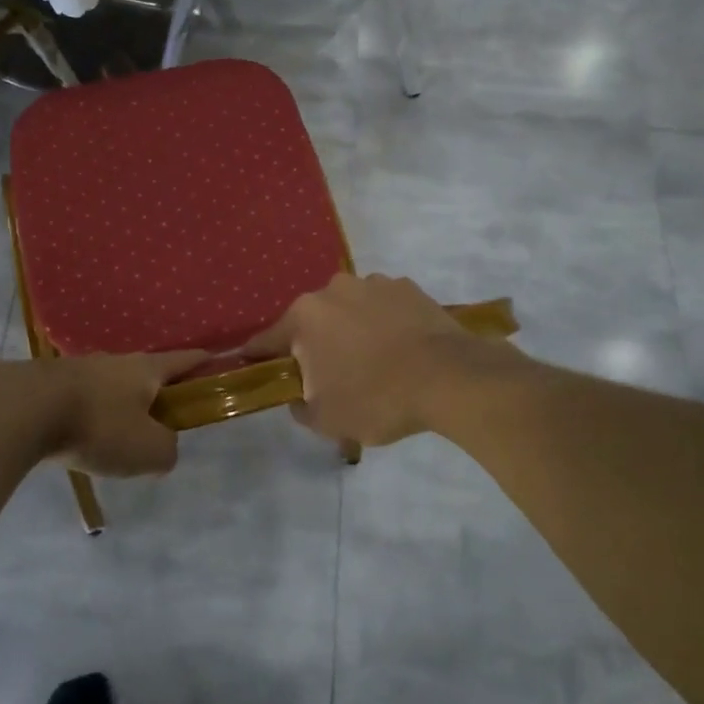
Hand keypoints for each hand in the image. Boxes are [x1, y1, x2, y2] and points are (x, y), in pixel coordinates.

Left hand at [45, 350, 208, 477]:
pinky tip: (81, 436)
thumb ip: (167, 449)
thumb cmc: (98, 426)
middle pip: (147, 373)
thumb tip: (164, 447)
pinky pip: (81, 399)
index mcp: (147, 369)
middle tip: (163, 420)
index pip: (185, 360)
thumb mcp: (148, 450)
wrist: (23, 410)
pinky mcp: (49, 383)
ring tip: (117, 435)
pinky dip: (89, 414)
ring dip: (119, 404)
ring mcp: (80, 368)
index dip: (204, 363)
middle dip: (158, 391)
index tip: (217, 364)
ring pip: (111, 386)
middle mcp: (116, 361)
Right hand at [245, 273, 509, 446]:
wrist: (450, 379)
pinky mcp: (408, 287)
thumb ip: (299, 406)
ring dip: (351, 330)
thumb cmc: (376, 399)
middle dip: (314, 344)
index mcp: (305, 316)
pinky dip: (384, 324)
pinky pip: (383, 308)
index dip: (259, 356)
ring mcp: (374, 283)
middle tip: (328, 376)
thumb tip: (299, 397)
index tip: (253, 365)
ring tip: (372, 362)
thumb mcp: (325, 419)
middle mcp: (334, 289)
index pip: (268, 339)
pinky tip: (399, 350)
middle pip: (312, 321)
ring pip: (349, 311)